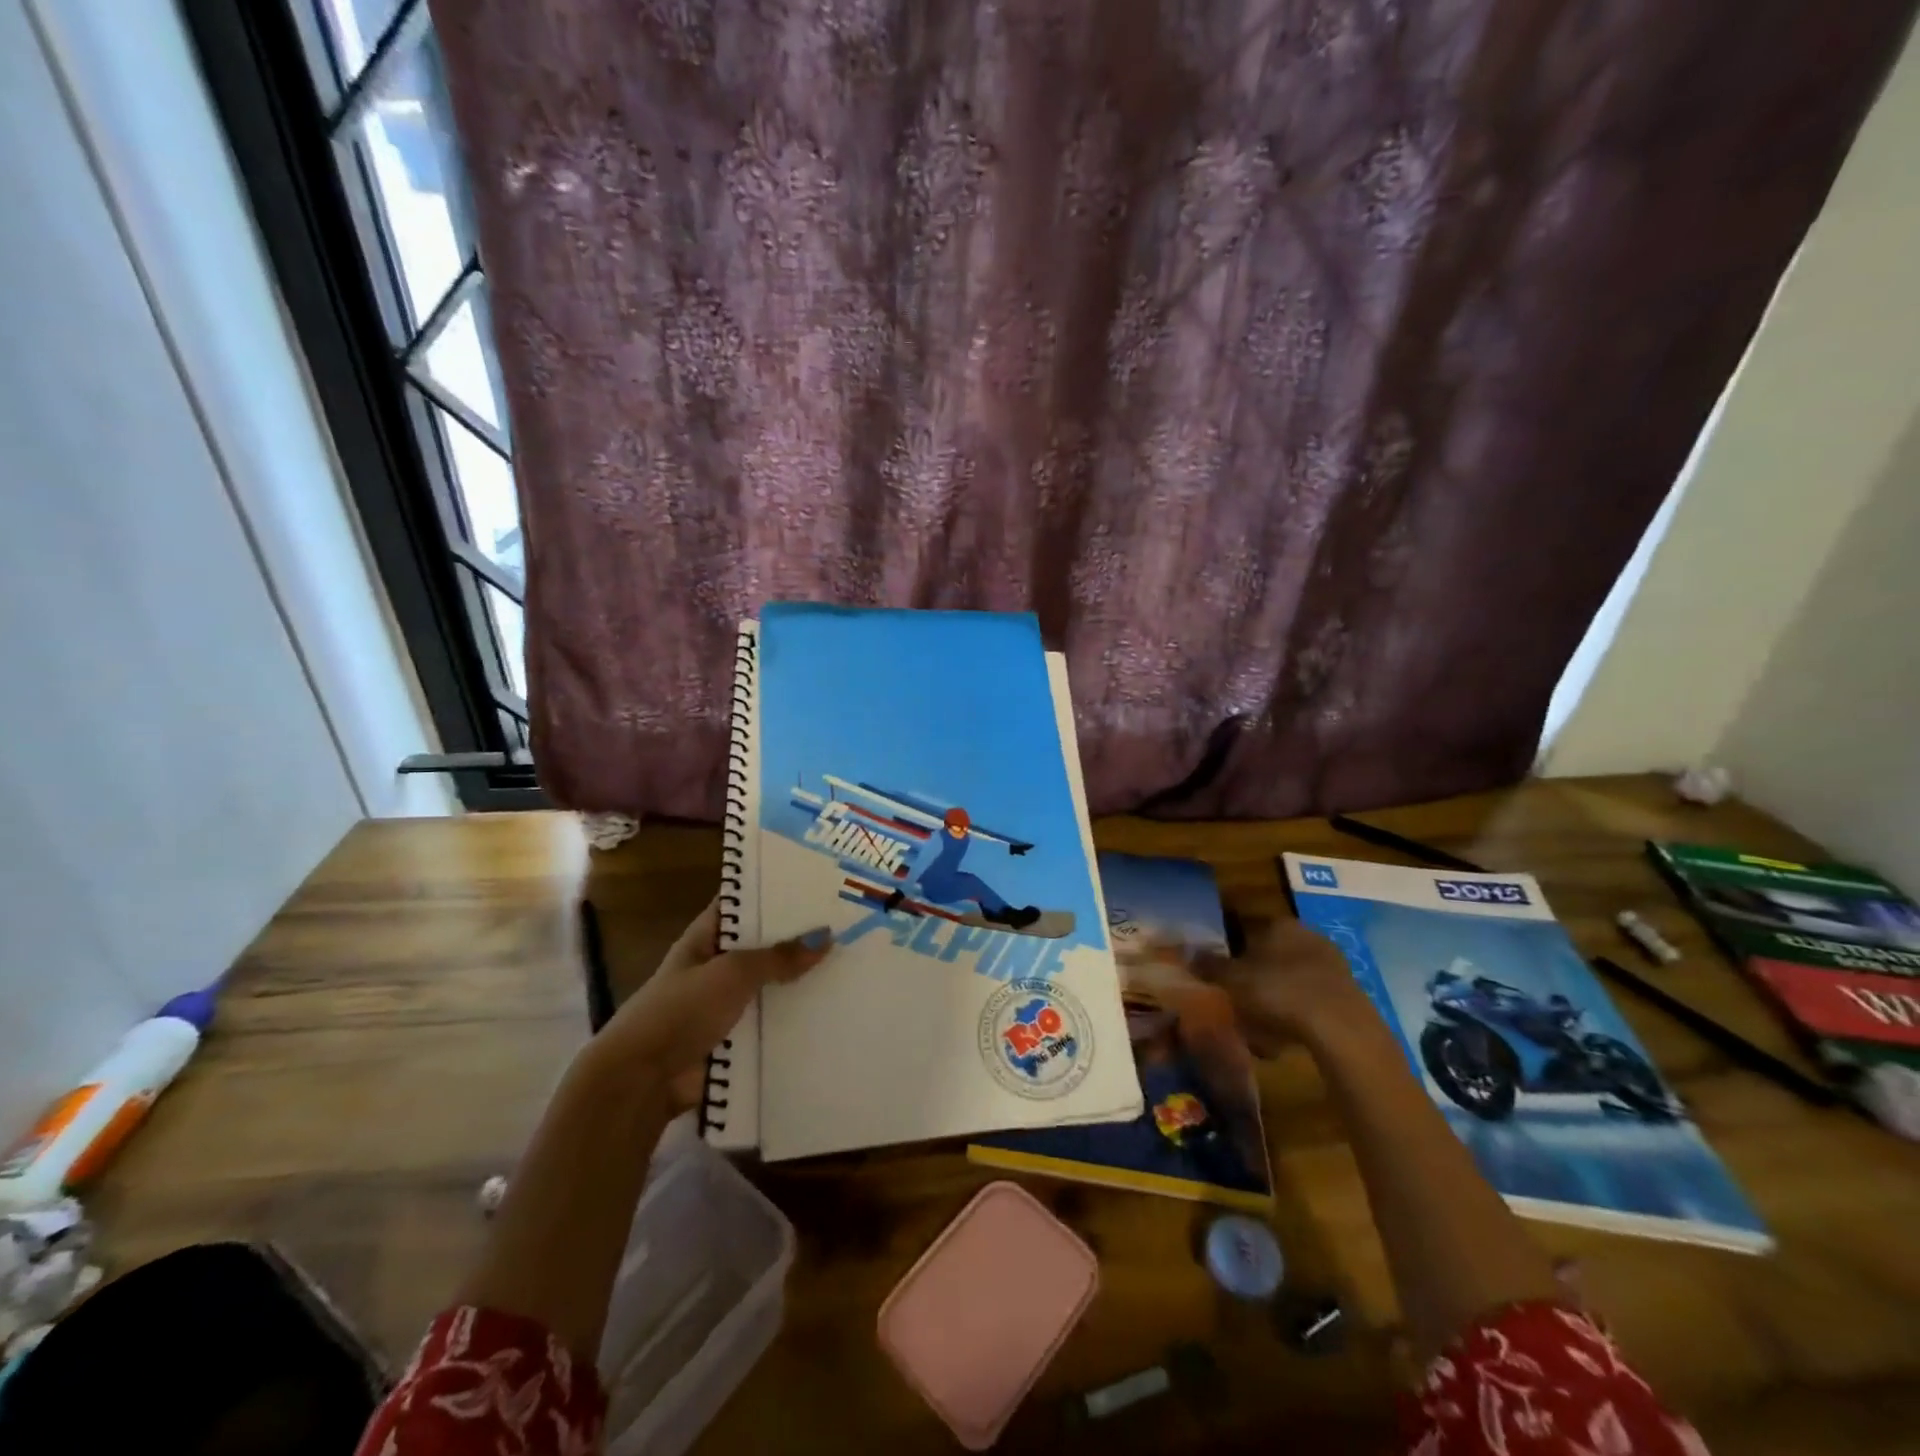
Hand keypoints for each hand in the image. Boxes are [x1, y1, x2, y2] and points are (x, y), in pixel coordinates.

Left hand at [588, 899, 832, 1110]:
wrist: (643, 1080)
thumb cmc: (682, 1010)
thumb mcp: (732, 972)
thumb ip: (778, 956)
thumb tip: (826, 937)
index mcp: (705, 939)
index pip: (741, 905)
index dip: (772, 893)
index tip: (814, 884)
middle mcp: (715, 968)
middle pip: (762, 948)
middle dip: (797, 941)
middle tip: (847, 926)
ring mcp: (725, 1007)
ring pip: (771, 989)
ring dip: (801, 985)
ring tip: (850, 968)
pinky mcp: (735, 1042)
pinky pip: (772, 1026)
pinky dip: (795, 1023)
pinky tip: (834, 1013)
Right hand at [1197, 918, 1386, 1056]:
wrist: (1341, 1030)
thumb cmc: (1278, 992)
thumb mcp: (1232, 980)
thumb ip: (1209, 965)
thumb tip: (1188, 954)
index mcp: (1277, 923)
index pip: (1244, 926)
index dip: (1227, 947)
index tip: (1216, 968)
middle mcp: (1306, 935)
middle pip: (1269, 952)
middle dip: (1252, 972)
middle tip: (1235, 996)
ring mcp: (1331, 964)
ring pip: (1289, 976)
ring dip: (1274, 994)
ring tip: (1256, 1024)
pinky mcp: (1347, 993)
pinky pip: (1309, 998)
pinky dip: (1294, 1012)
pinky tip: (1282, 1037)